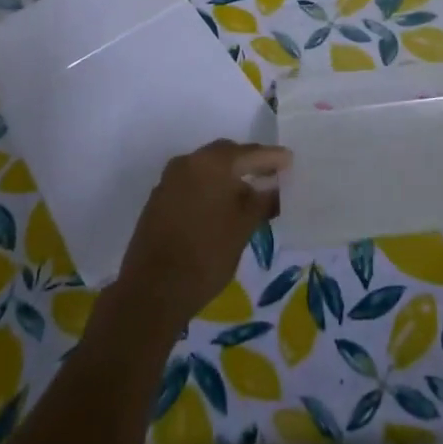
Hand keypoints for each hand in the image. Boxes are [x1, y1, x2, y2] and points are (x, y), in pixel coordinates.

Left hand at [114, 139, 290, 332]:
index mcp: (212, 162)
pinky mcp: (159, 199)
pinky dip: (210, 188)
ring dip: (228, 177)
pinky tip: (221, 207)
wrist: (152, 291)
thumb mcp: (243, 228)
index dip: (272, 158)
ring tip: (248, 194)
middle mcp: (188, 162)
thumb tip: (275, 188)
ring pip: (207, 169)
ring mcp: (170, 180)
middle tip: (271, 175)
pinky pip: (192, 183)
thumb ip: (262, 202)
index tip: (289, 161)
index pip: (250, 152)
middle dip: (249, 163)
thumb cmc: (206, 255)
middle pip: (226, 155)